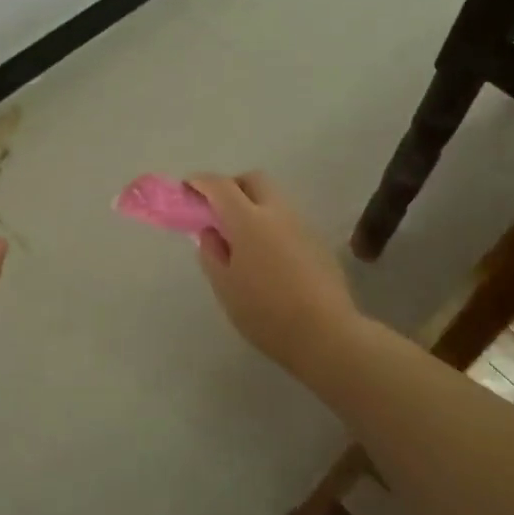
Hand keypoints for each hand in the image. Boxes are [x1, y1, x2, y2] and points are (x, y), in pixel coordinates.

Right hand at [188, 172, 363, 371]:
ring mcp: (302, 225)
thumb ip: (211, 253)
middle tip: (217, 210)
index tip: (187, 189)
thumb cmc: (265, 312)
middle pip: (253, 180)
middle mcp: (277, 212)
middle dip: (232, 186)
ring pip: (274, 199)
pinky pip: (288, 221)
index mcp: (248, 220)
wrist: (326, 333)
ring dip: (254, 205)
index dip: (200, 183)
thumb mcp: (225, 287)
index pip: (220, 186)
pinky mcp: (318, 242)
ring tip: (242, 238)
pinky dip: (272, 225)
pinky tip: (268, 256)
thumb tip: (210, 232)